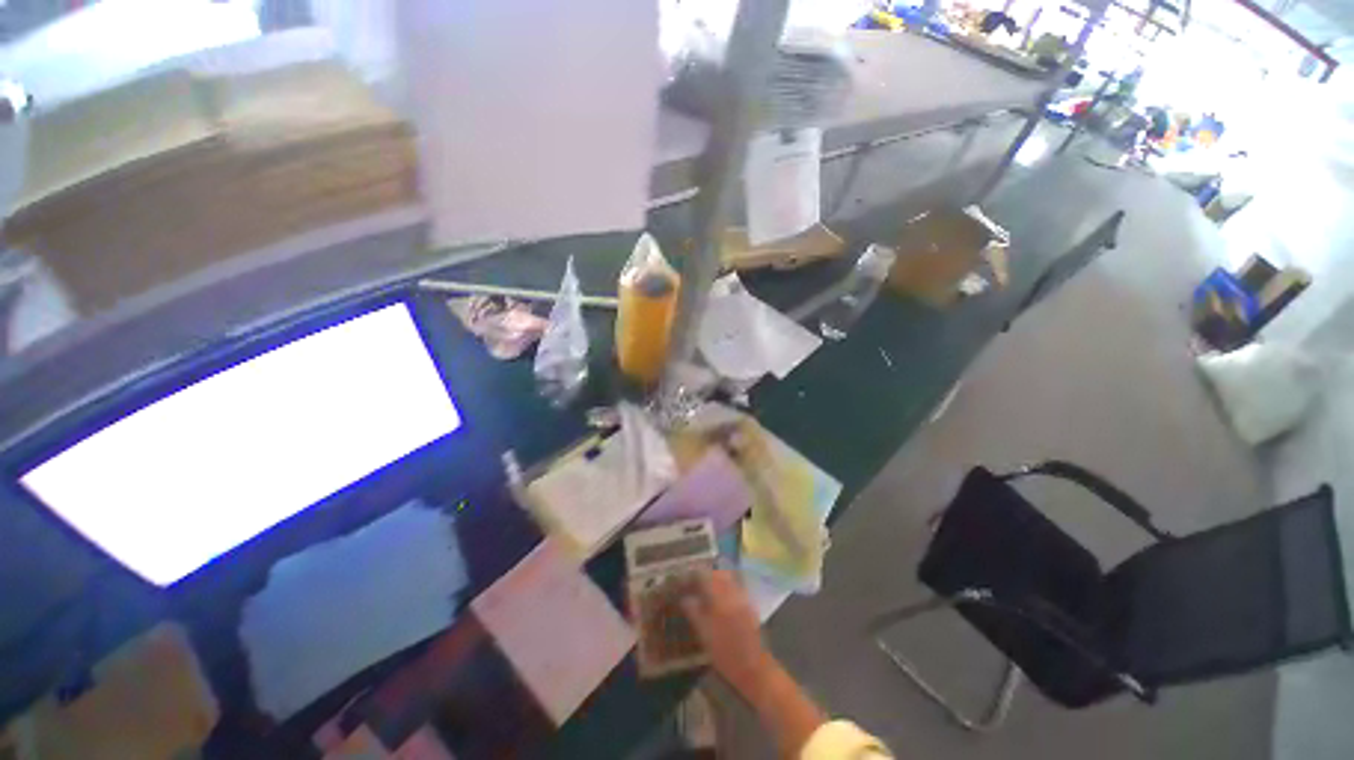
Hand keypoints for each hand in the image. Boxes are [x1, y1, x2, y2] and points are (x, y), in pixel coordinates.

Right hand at [681, 570, 779, 698]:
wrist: (754, 669)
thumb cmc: (726, 655)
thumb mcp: (705, 635)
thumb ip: (694, 612)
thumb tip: (685, 598)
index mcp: (720, 599)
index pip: (705, 575)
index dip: (694, 574)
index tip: (685, 579)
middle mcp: (733, 592)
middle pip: (718, 573)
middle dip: (706, 574)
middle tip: (695, 583)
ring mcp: (744, 597)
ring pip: (728, 578)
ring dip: (717, 579)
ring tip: (706, 589)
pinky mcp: (749, 604)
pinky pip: (736, 586)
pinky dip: (726, 587)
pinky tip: (720, 599)